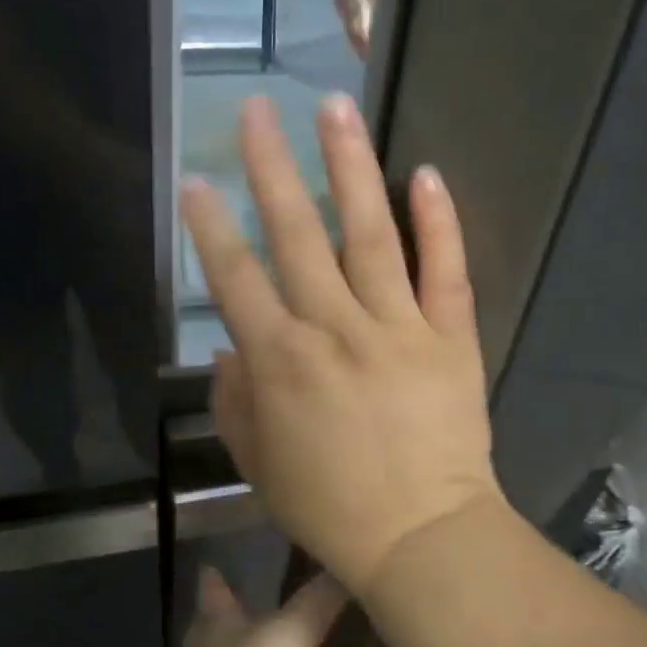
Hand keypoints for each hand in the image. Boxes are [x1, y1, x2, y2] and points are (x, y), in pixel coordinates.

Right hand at [179, 94, 504, 596]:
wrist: (420, 537)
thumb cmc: (330, 508)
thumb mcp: (260, 464)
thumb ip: (235, 403)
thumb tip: (229, 350)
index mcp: (281, 362)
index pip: (236, 279)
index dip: (212, 228)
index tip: (196, 182)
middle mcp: (335, 329)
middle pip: (298, 235)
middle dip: (271, 168)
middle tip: (258, 111)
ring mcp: (398, 327)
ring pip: (371, 234)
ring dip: (350, 167)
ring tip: (336, 110)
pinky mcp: (450, 337)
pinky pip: (445, 271)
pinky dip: (439, 222)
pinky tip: (426, 174)